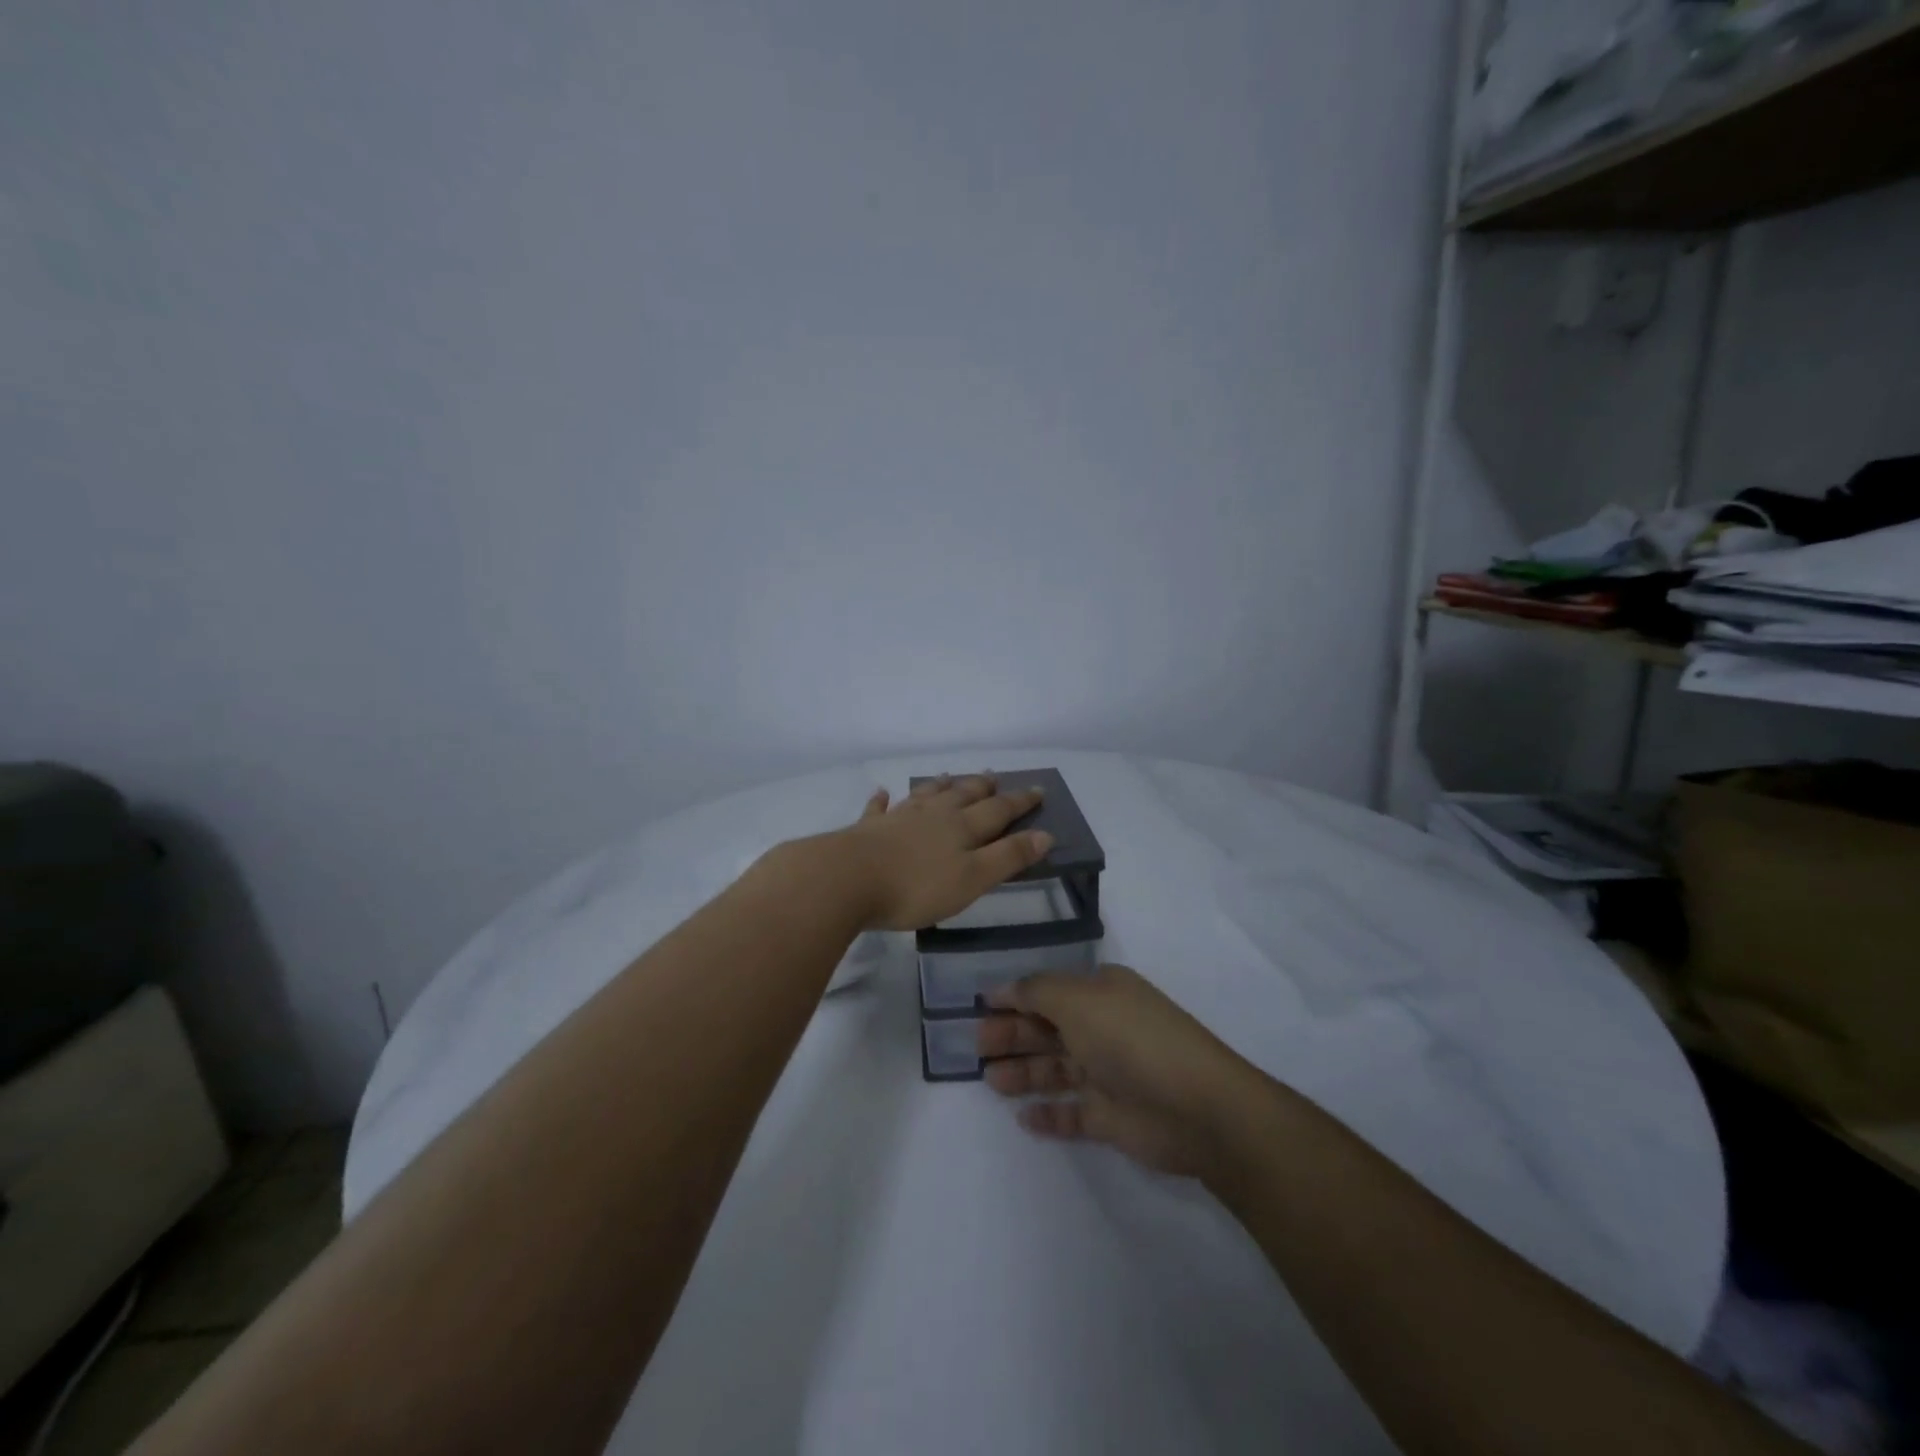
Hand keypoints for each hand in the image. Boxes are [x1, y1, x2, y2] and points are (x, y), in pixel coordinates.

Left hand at [835, 774, 1054, 931]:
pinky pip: (879, 809)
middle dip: (982, 787)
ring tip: (949, 775)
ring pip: (925, 795)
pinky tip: (882, 793)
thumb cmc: (916, 886)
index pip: (998, 810)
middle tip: (993, 775)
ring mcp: (898, 818)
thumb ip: (1007, 857)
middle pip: (963, 795)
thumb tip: (1045, 835)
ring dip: (940, 785)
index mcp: (961, 827)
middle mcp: (933, 815)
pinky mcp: (868, 829)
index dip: (1019, 801)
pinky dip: (883, 800)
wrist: (847, 879)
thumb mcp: (972, 879)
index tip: (1038, 790)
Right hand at [977, 964, 1258, 1180]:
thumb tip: (1005, 988)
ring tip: (991, 1081)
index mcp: (1100, 994)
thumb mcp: (1079, 1000)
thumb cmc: (1131, 1039)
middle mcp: (1103, 1028)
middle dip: (1012, 1036)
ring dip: (1024, 1073)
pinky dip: (1049, 1114)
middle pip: (1048, 1030)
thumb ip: (1036, 992)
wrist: (1198, 1107)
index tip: (978, 1006)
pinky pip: (1072, 1113)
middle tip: (976, 1046)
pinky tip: (1023, 1118)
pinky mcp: (1113, 1117)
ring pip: (1056, 1070)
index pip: (1048, 991)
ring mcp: (1109, 1074)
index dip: (1014, 998)